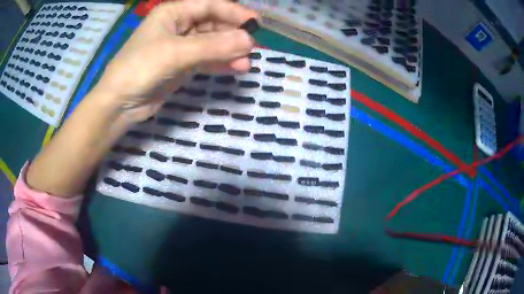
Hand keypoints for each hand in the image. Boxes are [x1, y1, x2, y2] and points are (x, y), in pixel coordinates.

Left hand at [94, 0, 256, 121]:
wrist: (119, 104)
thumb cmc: (139, 68)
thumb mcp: (175, 53)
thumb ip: (212, 46)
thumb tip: (249, 40)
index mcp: (173, 12)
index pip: (210, 5)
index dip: (234, 12)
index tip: (256, 23)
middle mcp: (179, 25)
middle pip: (213, 23)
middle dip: (232, 34)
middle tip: (252, 47)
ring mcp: (181, 46)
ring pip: (212, 43)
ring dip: (229, 51)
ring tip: (246, 62)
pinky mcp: (182, 65)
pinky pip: (206, 59)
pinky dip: (220, 63)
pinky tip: (236, 68)